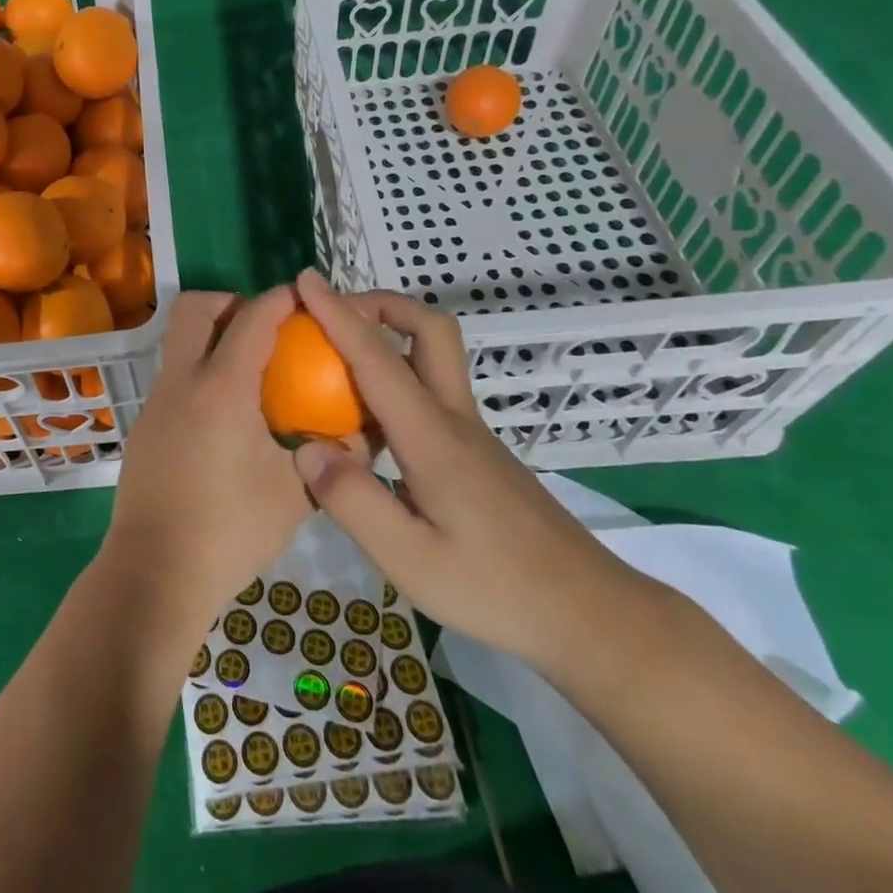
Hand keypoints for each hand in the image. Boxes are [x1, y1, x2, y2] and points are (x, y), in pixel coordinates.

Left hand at [98, 287, 314, 645]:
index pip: (253, 318)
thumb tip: (363, 436)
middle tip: (267, 329)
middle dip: (233, 302)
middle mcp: (182, 380)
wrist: (156, 572)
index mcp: (222, 387)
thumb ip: (333, 457)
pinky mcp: (145, 424)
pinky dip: (200, 371)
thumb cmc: (231, 531)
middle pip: (195, 307)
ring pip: (178, 339)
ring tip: (252, 370)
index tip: (306, 296)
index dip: (282, 298)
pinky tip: (227, 415)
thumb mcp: (296, 494)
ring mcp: (156, 401)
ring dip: (212, 335)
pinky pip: (174, 374)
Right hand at [290, 269, 645, 667]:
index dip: (337, 314)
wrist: (587, 613)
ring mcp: (471, 432)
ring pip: (434, 356)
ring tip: (338, 360)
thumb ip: (352, 501)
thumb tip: (305, 445)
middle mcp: (454, 418)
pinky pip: (431, 388)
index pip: (377, 358)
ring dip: (390, 335)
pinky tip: (370, 420)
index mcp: (432, 437)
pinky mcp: (477, 451)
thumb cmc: (495, 589)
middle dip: (382, 305)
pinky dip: (396, 375)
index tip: (305, 280)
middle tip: (335, 315)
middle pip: (429, 329)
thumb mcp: (410, 560)